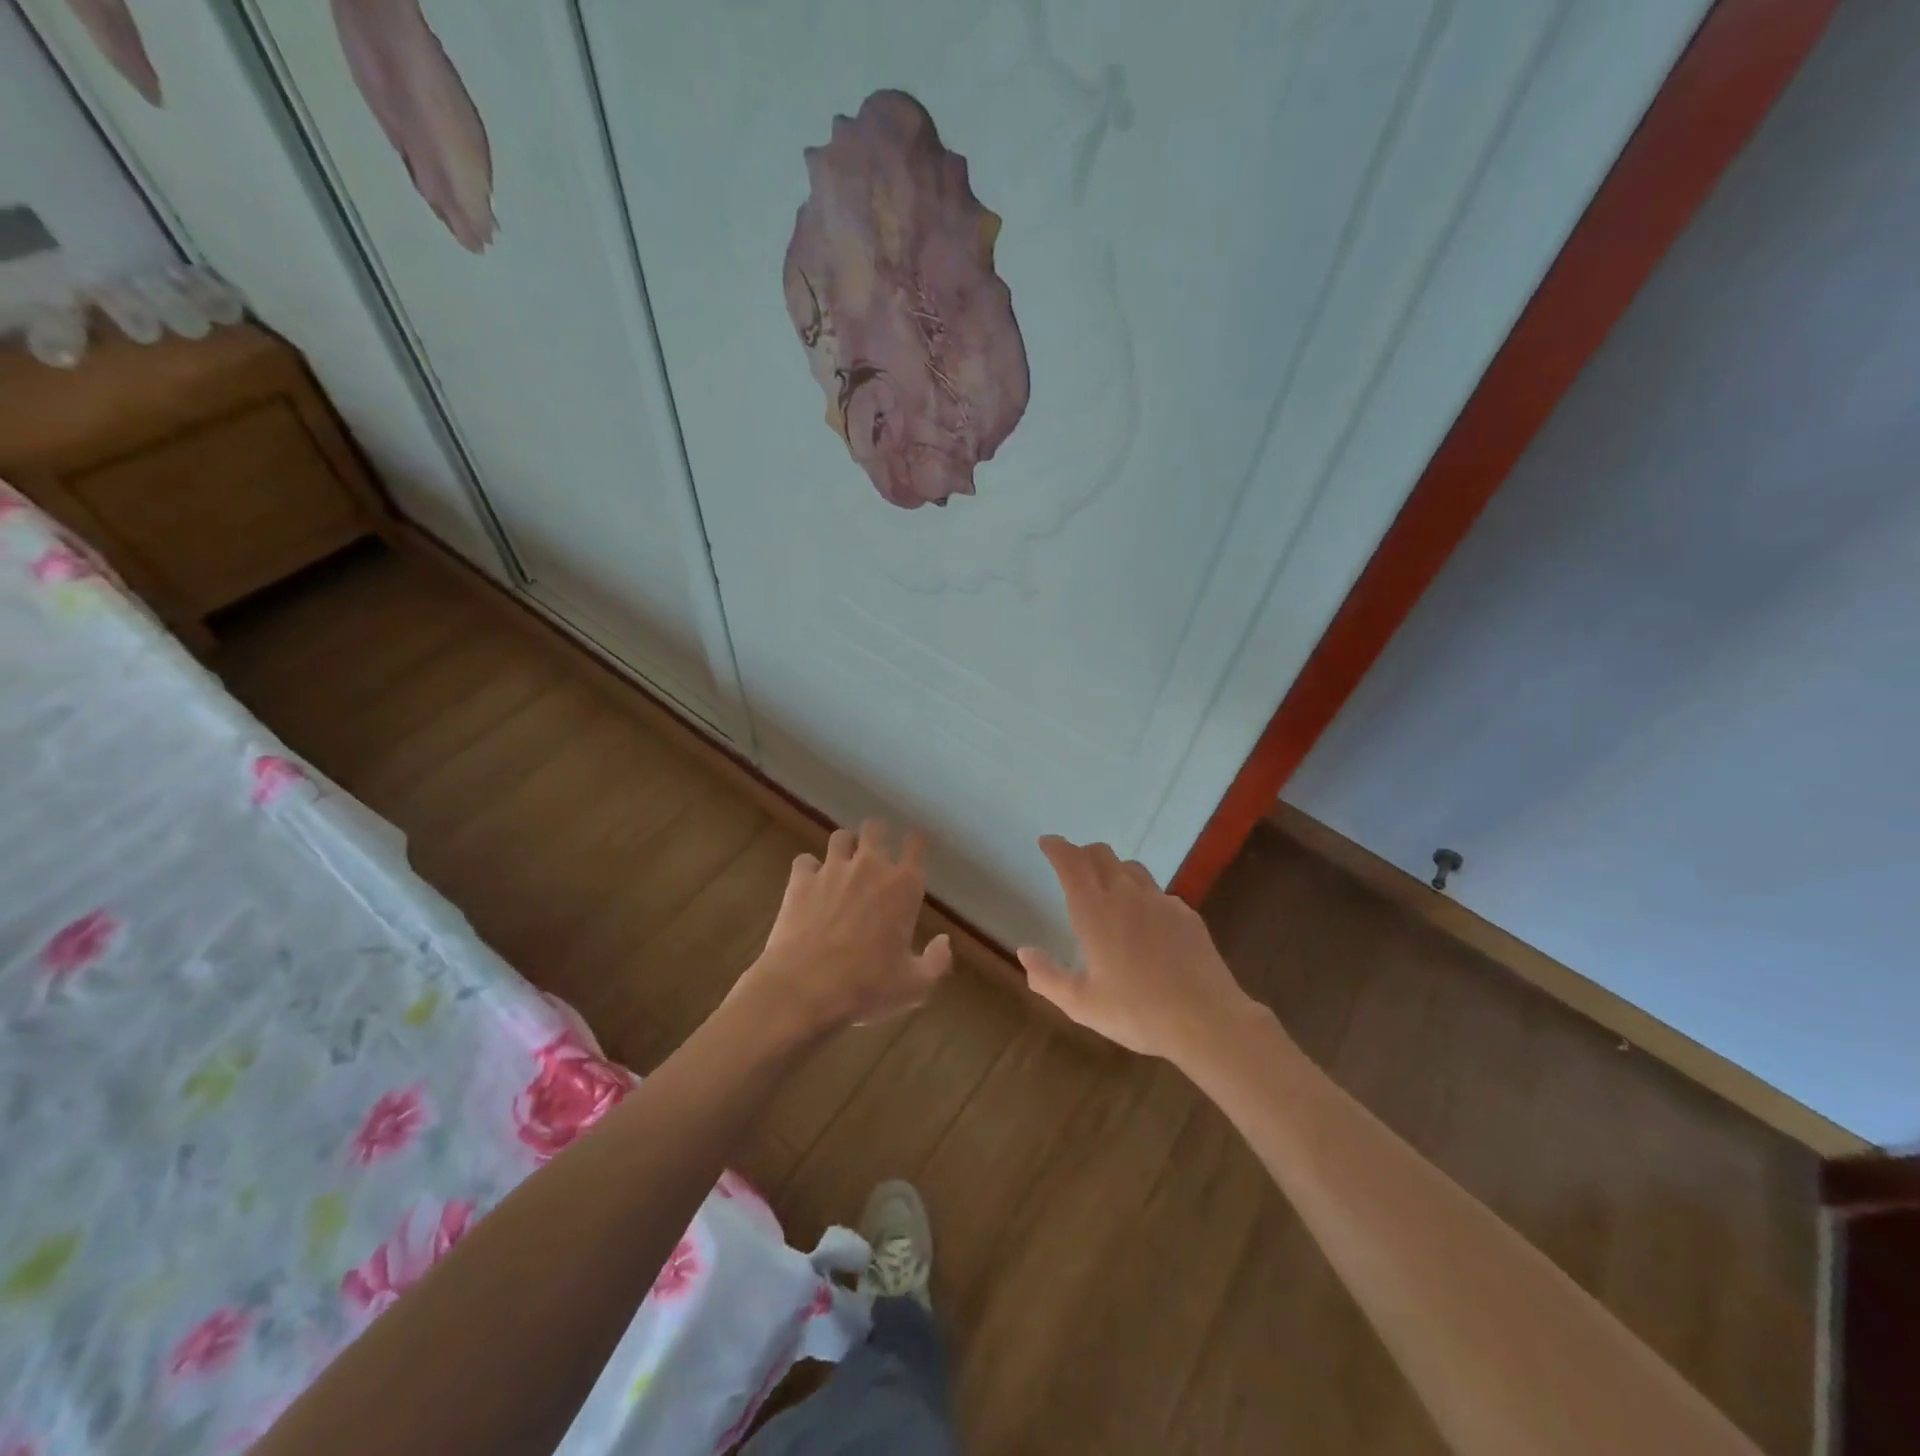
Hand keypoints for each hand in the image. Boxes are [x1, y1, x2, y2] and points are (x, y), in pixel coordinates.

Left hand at [738, 818, 952, 1034]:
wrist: (806, 989)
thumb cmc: (868, 987)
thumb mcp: (915, 985)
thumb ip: (937, 961)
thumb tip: (944, 941)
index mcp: (904, 886)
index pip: (916, 845)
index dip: (916, 842)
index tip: (915, 846)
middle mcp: (870, 866)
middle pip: (875, 828)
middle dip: (877, 835)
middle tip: (875, 853)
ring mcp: (832, 869)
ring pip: (840, 837)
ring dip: (845, 848)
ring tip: (843, 865)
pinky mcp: (801, 880)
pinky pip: (805, 861)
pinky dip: (809, 870)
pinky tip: (810, 885)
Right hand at [1018, 836, 1254, 1062]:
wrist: (1206, 1021)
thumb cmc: (1137, 1013)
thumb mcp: (1081, 1004)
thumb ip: (1047, 977)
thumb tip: (1025, 953)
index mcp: (1095, 911)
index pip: (1071, 863)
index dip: (1057, 847)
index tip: (1047, 843)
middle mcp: (1126, 895)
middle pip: (1101, 854)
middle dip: (1082, 853)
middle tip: (1071, 864)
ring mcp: (1161, 901)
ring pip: (1131, 868)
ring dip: (1112, 869)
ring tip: (1107, 888)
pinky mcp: (1186, 914)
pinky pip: (1157, 892)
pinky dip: (1141, 895)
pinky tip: (1145, 923)